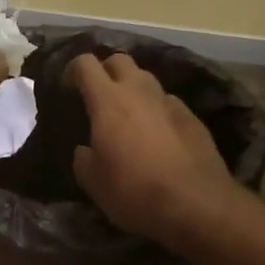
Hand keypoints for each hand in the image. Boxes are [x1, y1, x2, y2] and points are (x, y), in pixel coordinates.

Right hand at [67, 53, 239, 251]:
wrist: (197, 204)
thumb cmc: (135, 191)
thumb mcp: (93, 182)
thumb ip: (84, 158)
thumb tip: (86, 150)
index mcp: (108, 101)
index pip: (86, 63)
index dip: (73, 70)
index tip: (68, 87)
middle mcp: (139, 91)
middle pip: (119, 60)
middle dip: (105, 71)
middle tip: (98, 96)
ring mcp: (170, 101)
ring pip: (146, 80)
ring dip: (133, 90)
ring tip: (128, 116)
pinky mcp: (192, 117)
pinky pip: (167, 102)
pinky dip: (156, 111)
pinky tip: (156, 135)